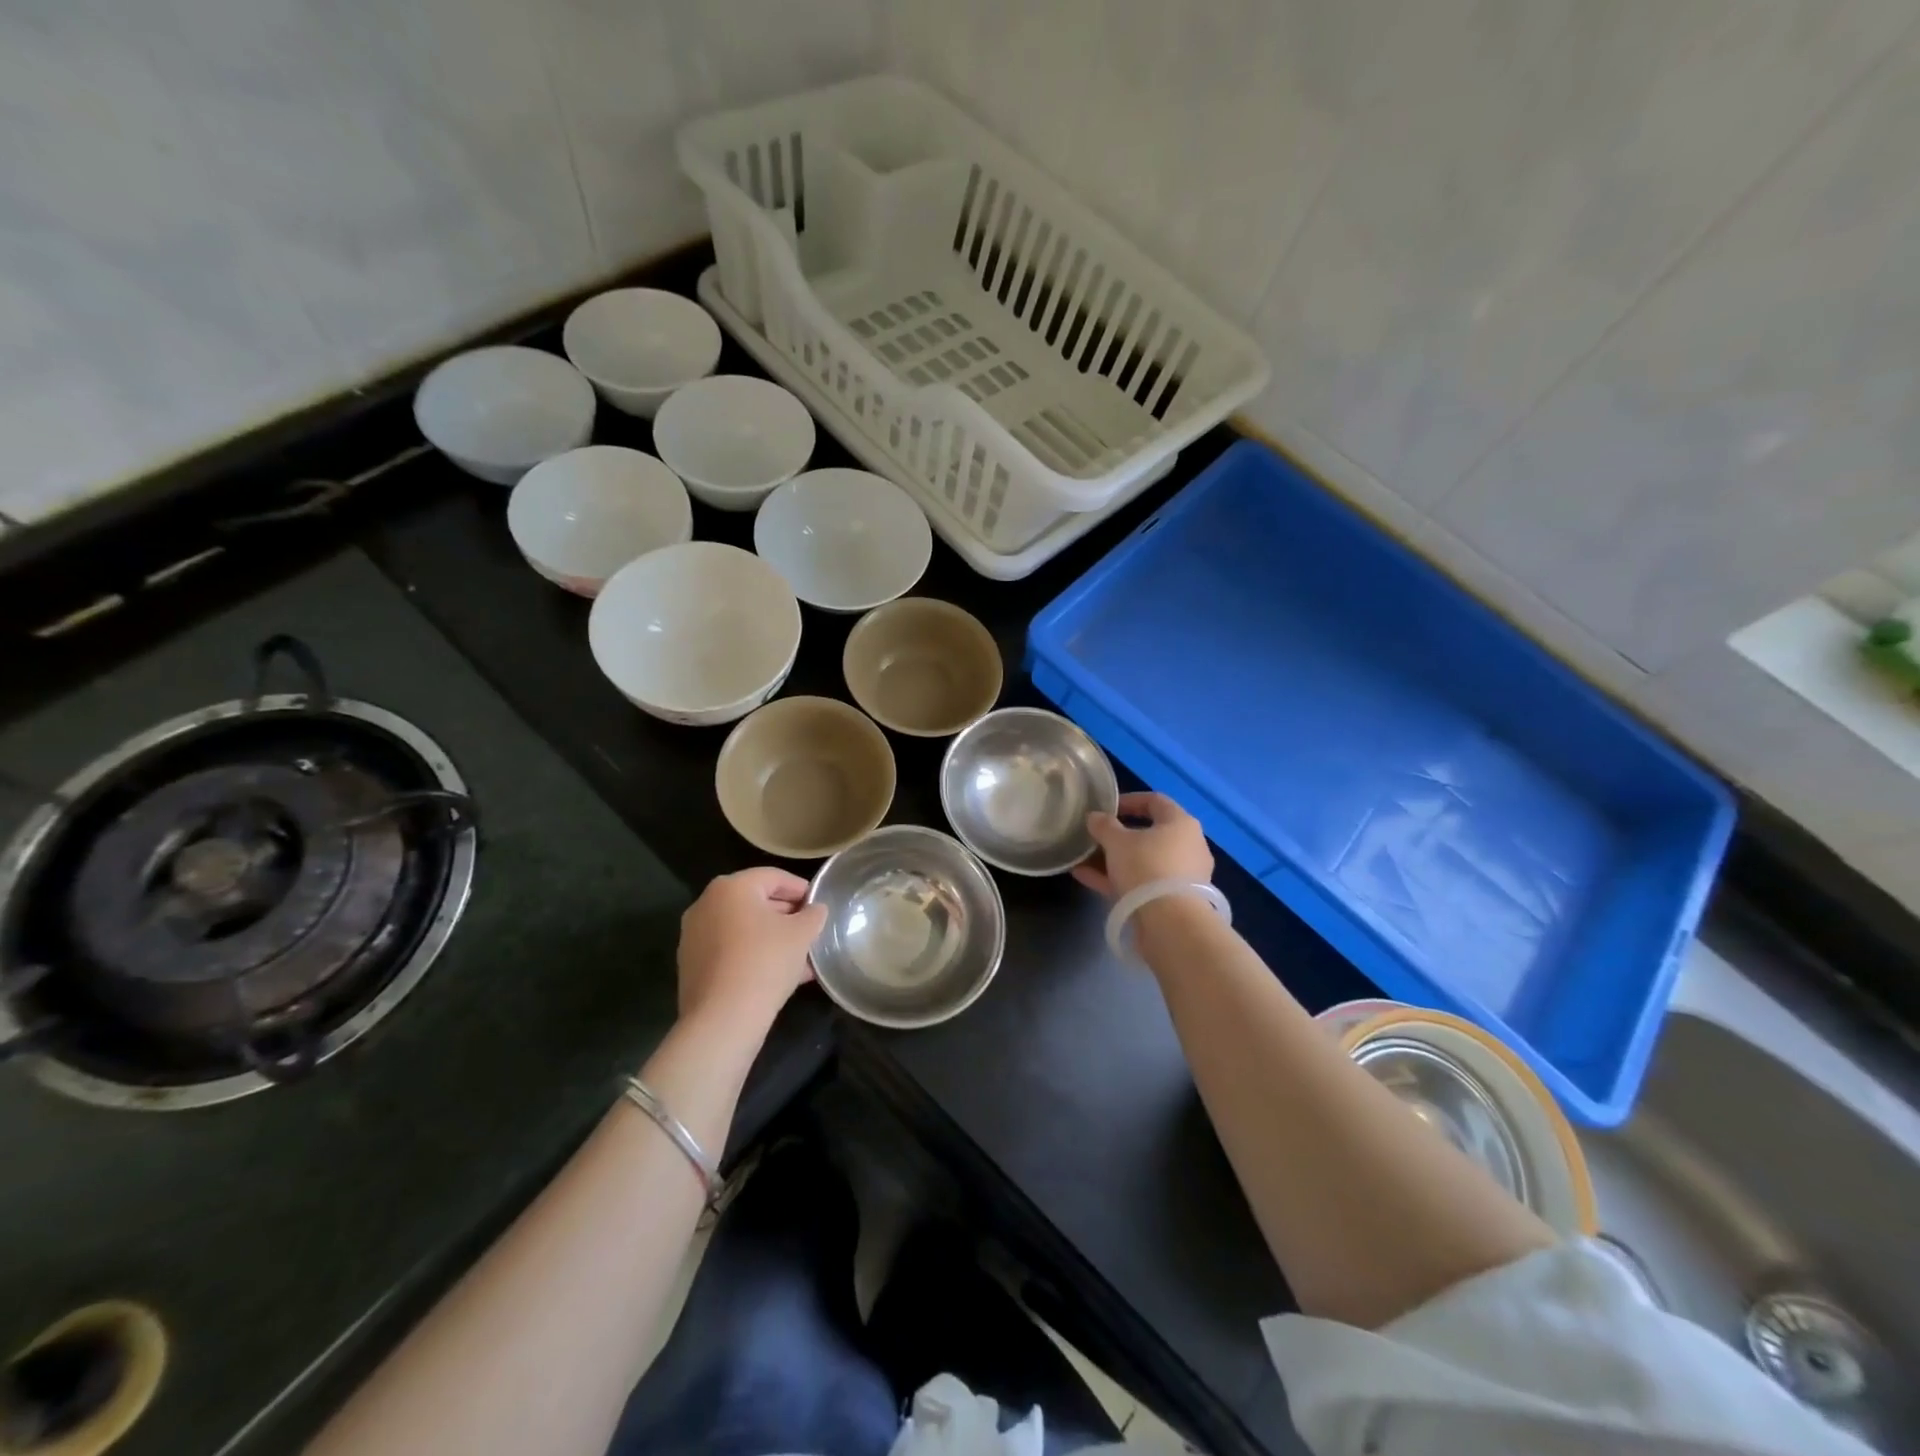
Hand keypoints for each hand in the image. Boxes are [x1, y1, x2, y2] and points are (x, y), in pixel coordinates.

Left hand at [676, 868, 826, 1028]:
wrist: (722, 1019)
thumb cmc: (765, 962)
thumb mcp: (802, 934)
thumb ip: (813, 915)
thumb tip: (815, 910)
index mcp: (731, 887)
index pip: (774, 877)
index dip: (801, 889)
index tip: (819, 906)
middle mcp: (706, 904)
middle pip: (755, 902)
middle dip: (786, 916)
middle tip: (810, 931)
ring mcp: (694, 935)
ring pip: (743, 929)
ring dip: (771, 938)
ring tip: (799, 957)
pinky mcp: (691, 965)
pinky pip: (730, 950)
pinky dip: (753, 955)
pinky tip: (777, 975)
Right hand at [1072, 791, 1213, 899]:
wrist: (1170, 923)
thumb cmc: (1146, 867)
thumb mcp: (1117, 841)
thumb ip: (1104, 825)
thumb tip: (1095, 817)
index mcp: (1181, 823)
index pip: (1155, 801)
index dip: (1129, 800)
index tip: (1106, 808)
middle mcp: (1188, 846)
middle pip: (1149, 834)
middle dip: (1118, 835)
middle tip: (1095, 836)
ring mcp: (1182, 876)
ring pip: (1143, 861)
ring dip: (1114, 859)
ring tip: (1084, 859)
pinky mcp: (1173, 900)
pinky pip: (1142, 883)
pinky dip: (1117, 879)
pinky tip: (1086, 878)